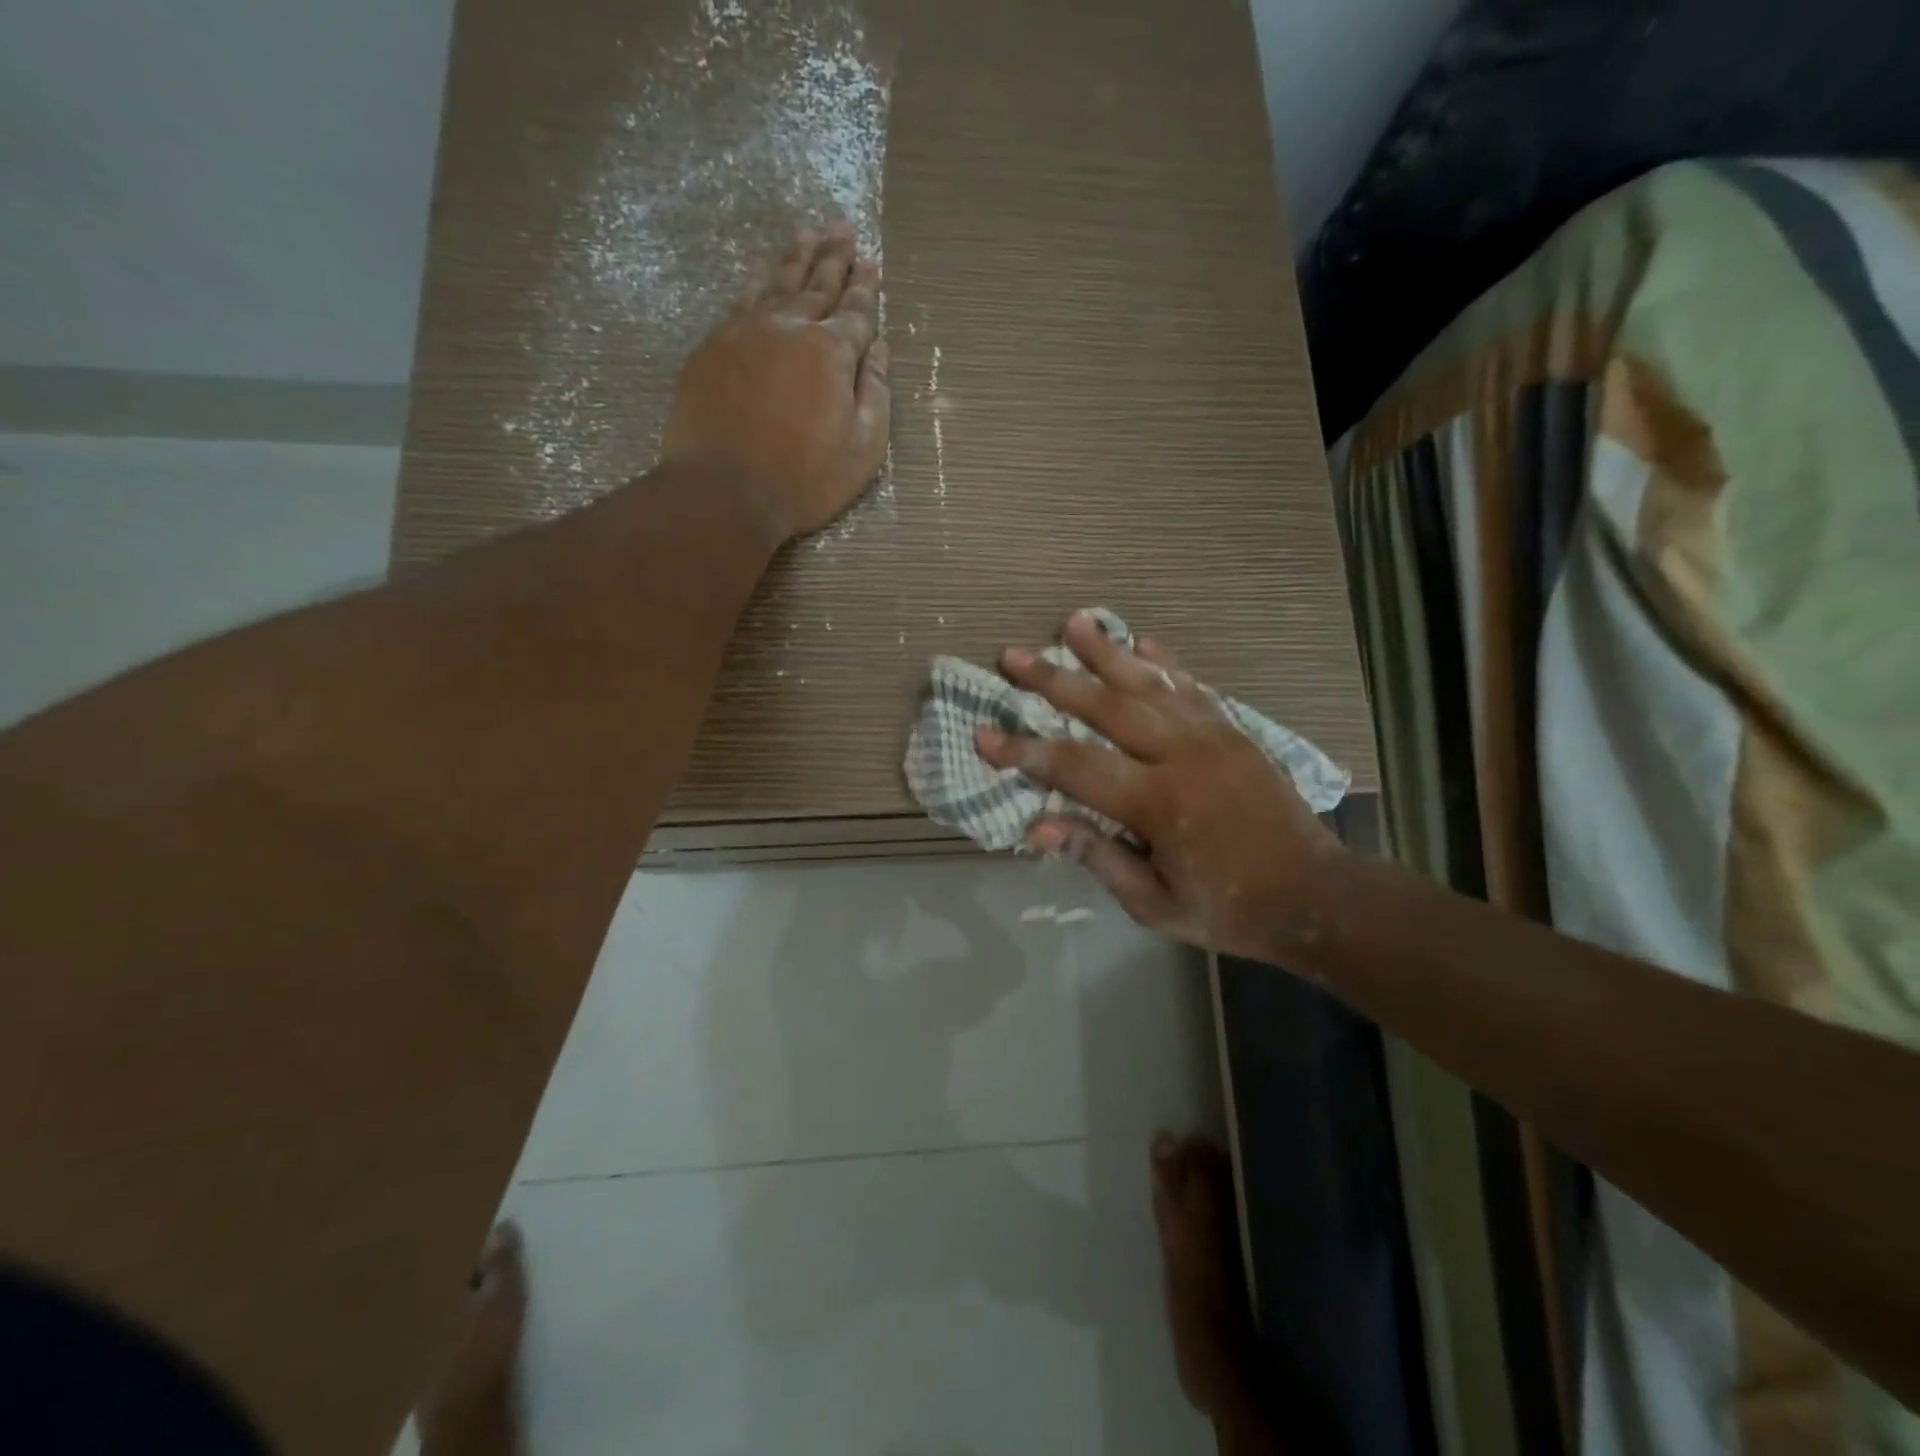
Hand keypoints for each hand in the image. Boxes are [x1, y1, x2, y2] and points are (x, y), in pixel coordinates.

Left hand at [661, 220, 890, 538]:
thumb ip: (876, 393)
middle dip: (834, 256)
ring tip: (809, 233)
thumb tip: (880, 348)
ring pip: (776, 282)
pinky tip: (764, 275)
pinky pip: (741, 301)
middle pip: (816, 284)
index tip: (873, 263)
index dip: (866, 288)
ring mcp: (745, 332)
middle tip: (844, 229)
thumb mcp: (862, 448)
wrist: (724, 491)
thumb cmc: (804, 479)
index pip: (855, 311)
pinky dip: (758, 282)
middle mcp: (788, 327)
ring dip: (796, 256)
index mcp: (831, 352)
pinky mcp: (712, 347)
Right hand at [973, 611, 1345, 962]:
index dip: (1023, 750)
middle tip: (1012, 656)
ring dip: (1107, 651)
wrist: (1316, 896)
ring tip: (1074, 621)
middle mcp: (1182, 756)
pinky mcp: (1235, 732)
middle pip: (1106, 706)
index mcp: (1158, 803)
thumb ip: (1098, 857)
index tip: (982, 733)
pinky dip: (1165, 663)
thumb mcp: (1154, 904)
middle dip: (1054, 680)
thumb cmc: (1228, 909)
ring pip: (1149, 684)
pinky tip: (1144, 642)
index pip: (1074, 767)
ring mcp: (1213, 737)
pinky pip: (1193, 688)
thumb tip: (1037, 827)